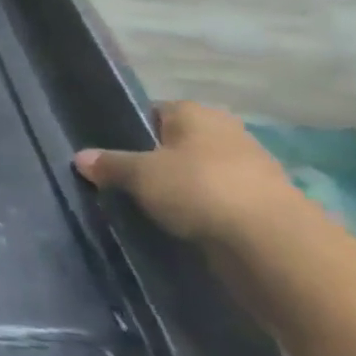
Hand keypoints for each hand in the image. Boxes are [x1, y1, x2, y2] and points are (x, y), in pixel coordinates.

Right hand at [73, 100, 307, 248]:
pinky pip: (218, 201)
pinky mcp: (264, 205)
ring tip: (149, 206)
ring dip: (180, 188)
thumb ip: (109, 164)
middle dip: (155, 160)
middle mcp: (226, 133)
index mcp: (196, 113)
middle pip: (177, 143)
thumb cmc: (199, 189)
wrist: (274, 243)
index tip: (111, 153)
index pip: (154, 111)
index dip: (130, 129)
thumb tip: (81, 157)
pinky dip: (202, 210)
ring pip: (199, 173)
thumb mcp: (139, 175)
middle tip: (125, 181)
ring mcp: (250, 169)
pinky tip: (181, 224)